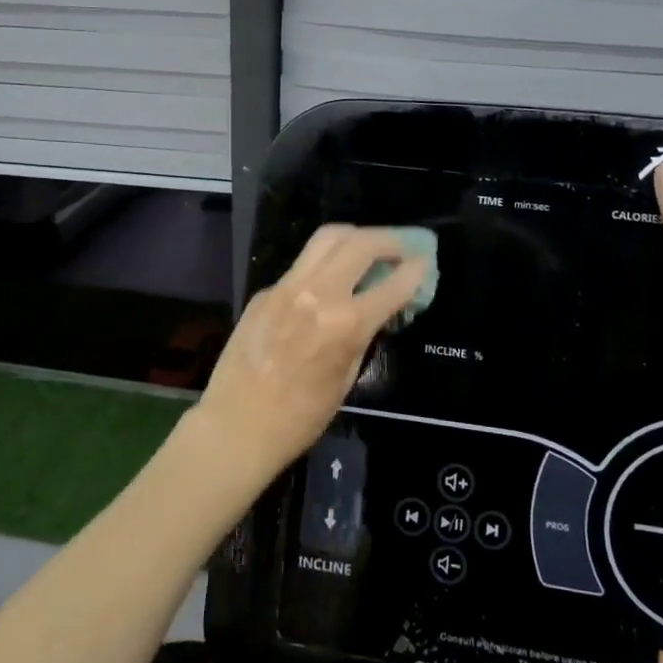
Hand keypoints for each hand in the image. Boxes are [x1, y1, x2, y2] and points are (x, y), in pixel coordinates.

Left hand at [190, 225, 429, 483]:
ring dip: (356, 237)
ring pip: (327, 238)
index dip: (415, 270)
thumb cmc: (300, 418)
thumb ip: (364, 334)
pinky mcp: (265, 291)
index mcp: (345, 323)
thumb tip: (378, 307)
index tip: (425, 261)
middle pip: (361, 242)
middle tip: (402, 247)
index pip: (393, 283)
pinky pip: (302, 265)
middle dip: (389, 239)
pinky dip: (325, 263)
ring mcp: (287, 286)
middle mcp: (318, 293)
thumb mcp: (346, 378)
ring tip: (370, 247)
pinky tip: (330, 280)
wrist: (237, 425)